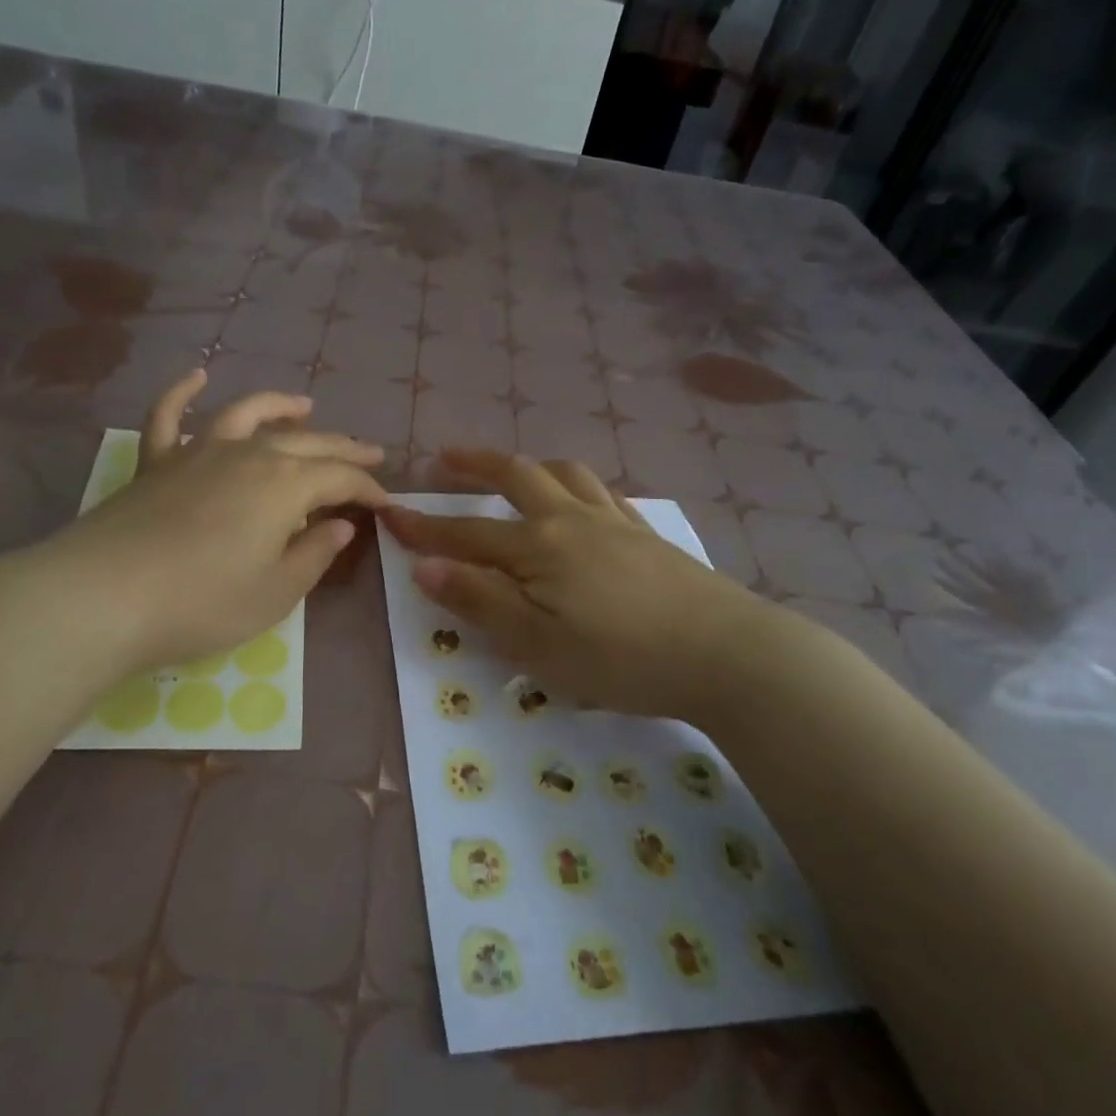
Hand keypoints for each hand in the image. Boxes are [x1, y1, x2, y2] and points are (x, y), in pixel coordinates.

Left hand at [33, 370, 388, 677]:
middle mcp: (247, 455)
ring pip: (246, 415)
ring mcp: (197, 453)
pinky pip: (169, 417)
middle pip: (306, 443)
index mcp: (285, 485)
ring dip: (279, 406)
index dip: (368, 489)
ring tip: (305, 405)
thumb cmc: (203, 602)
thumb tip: (338, 526)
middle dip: (343, 448)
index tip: (387, 503)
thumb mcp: (276, 592)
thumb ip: (313, 555)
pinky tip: (195, 376)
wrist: (104, 598)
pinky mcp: (155, 464)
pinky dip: (181, 393)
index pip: (340, 478)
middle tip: (370, 451)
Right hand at [381, 450, 767, 719]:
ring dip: (529, 464)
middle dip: (475, 464)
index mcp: (539, 547)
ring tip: (512, 469)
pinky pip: (604, 492)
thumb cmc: (621, 658)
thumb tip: (424, 566)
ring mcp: (615, 521)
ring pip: (565, 473)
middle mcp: (572, 519)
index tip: (390, 512)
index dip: (426, 527)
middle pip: (517, 476)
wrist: (725, 652)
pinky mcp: (647, 533)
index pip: (468, 533)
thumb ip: (481, 602)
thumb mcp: (538, 644)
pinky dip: (577, 484)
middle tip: (445, 456)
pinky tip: (581, 499)